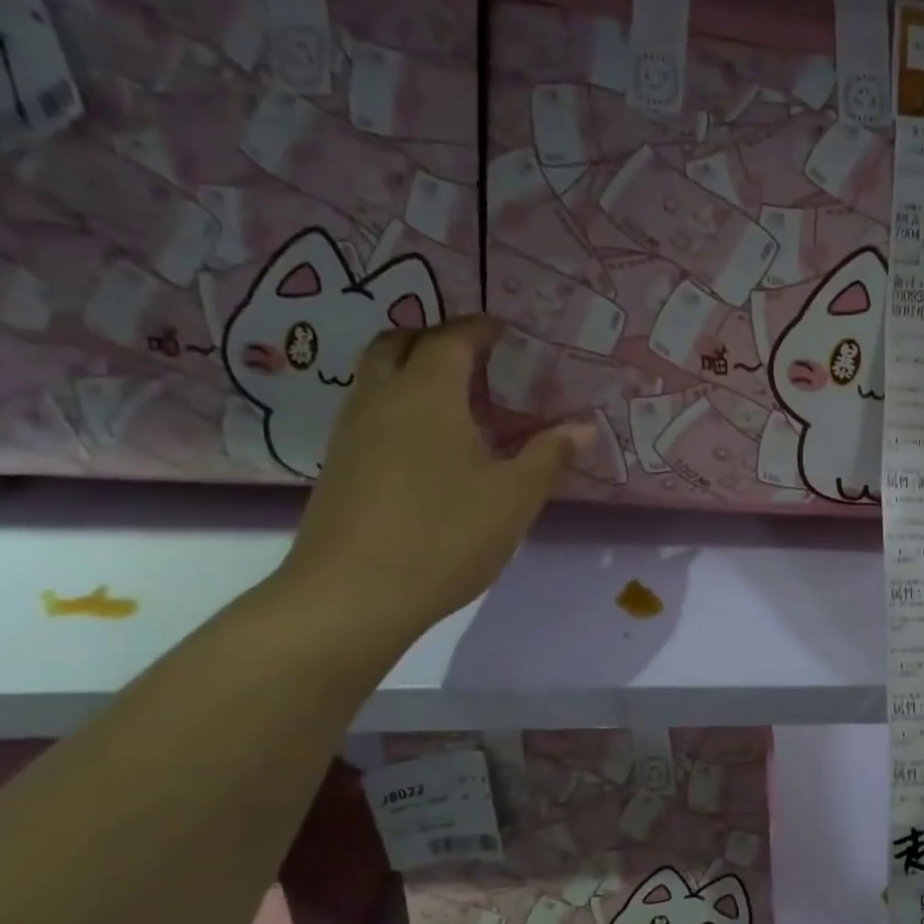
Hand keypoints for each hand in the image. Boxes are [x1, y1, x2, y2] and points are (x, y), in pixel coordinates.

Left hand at [274, 316, 593, 642]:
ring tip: (459, 399)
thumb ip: (550, 455)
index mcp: (427, 394)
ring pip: (379, 376)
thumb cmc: (445, 536)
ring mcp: (352, 431)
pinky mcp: (341, 465)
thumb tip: (583, 425)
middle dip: (437, 339)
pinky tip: (432, 444)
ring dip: (414, 370)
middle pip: (399, 343)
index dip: (480, 328)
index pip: (452, 339)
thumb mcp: (515, 497)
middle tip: (477, 358)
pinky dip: (402, 404)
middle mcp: (382, 398)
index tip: (505, 330)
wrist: (351, 595)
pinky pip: (372, 410)